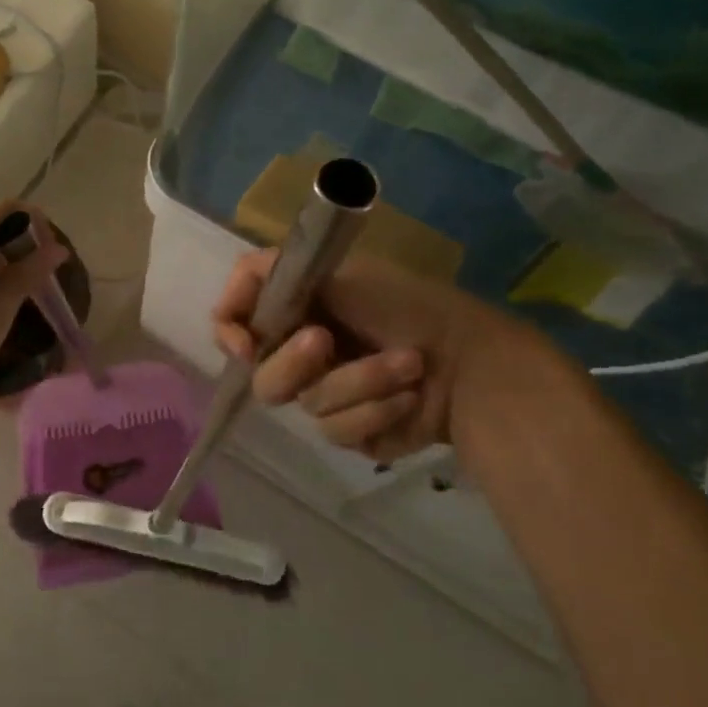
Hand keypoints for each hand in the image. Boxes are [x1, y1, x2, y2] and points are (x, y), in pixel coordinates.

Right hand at [211, 251, 523, 462]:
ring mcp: (329, 395)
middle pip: (264, 376)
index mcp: (298, 311)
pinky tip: (410, 399)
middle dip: (296, 362)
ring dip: (360, 382)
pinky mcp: (352, 431)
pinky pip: (340, 431)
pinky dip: (377, 410)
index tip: (246, 343)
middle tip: (326, 343)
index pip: (236, 320)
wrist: (476, 364)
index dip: (231, 331)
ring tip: (408, 365)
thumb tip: (234, 298)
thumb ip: (277, 275)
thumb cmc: (410, 308)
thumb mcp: (343, 275)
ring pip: (308, 404)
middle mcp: (305, 352)